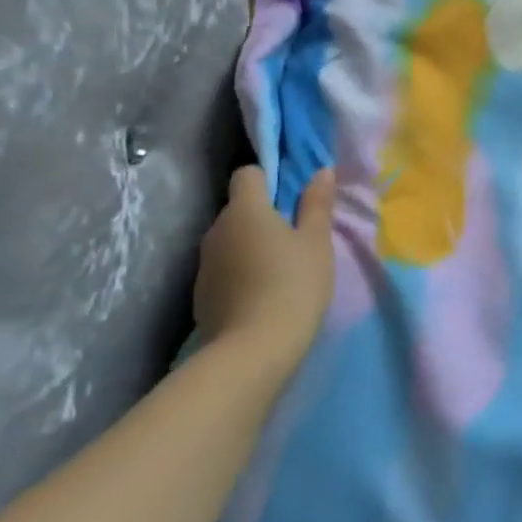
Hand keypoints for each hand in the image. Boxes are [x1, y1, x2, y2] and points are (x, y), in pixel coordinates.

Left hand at [194, 166, 336, 354]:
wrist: (253, 350)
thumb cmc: (294, 285)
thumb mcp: (317, 242)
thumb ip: (317, 203)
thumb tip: (321, 170)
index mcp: (245, 209)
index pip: (248, 174)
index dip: (269, 179)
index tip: (292, 200)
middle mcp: (216, 229)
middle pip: (240, 208)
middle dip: (264, 216)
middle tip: (296, 239)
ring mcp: (204, 263)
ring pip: (231, 240)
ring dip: (251, 246)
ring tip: (280, 271)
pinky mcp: (200, 294)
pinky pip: (224, 269)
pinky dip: (240, 274)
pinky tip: (261, 296)